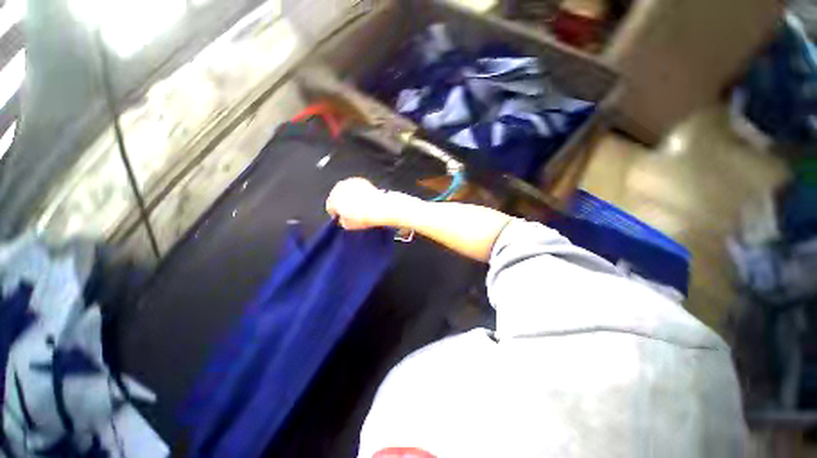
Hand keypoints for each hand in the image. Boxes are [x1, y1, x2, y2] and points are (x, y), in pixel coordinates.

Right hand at [325, 178, 394, 229]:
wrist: (378, 207)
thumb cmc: (363, 217)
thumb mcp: (348, 225)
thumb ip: (342, 221)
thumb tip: (343, 219)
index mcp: (333, 199)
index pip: (330, 207)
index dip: (336, 213)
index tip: (341, 217)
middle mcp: (339, 188)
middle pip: (337, 196)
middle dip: (342, 203)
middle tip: (351, 211)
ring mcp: (350, 182)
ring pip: (347, 191)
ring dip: (350, 196)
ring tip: (359, 205)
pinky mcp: (361, 180)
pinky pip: (356, 187)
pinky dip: (359, 192)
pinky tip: (365, 199)